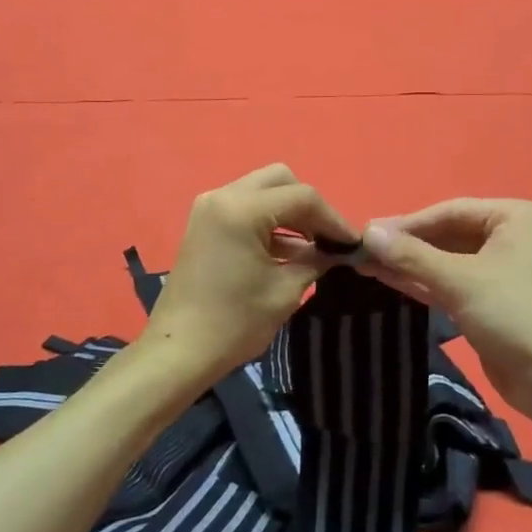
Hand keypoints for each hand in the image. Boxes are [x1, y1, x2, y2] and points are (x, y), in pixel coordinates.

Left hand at [139, 165, 356, 391]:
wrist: (179, 351)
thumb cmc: (234, 323)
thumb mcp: (285, 291)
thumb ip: (315, 261)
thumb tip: (336, 251)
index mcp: (241, 209)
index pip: (302, 197)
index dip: (333, 219)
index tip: (353, 243)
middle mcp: (223, 196)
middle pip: (280, 181)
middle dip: (309, 207)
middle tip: (327, 239)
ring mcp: (209, 208)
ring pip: (262, 191)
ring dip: (289, 213)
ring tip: (314, 247)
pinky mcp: (204, 224)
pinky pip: (245, 208)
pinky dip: (269, 222)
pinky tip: (290, 251)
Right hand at [358, 199, 531, 437]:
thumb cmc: (515, 316)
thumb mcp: (460, 281)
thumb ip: (412, 255)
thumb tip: (367, 232)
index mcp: (517, 217)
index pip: (451, 211)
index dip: (407, 223)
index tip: (367, 233)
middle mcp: (513, 237)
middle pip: (448, 234)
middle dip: (407, 245)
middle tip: (362, 251)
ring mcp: (504, 270)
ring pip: (448, 260)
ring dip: (410, 264)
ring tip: (366, 265)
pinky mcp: (494, 301)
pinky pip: (453, 282)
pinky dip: (424, 282)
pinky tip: (389, 280)